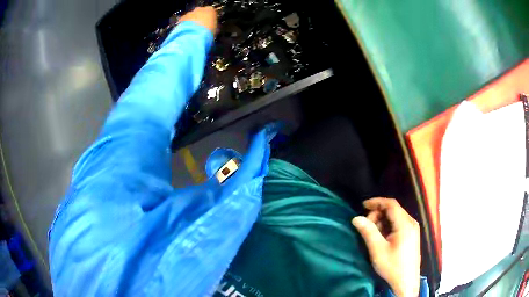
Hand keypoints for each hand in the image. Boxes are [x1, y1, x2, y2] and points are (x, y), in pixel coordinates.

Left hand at [179, 6, 217, 34]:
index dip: (211, 19)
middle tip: (201, 28)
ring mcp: (190, 13)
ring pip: (192, 16)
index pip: (212, 13)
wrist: (194, 36)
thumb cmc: (207, 32)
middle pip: (201, 13)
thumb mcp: (215, 30)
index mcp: (211, 10)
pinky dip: (185, 25)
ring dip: (192, 22)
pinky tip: (187, 32)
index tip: (210, 25)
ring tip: (193, 32)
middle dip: (200, 19)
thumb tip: (214, 29)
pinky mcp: (182, 18)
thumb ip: (214, 26)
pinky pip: (184, 21)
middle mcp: (200, 9)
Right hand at [352, 198, 420, 296]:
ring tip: (373, 234)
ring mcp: (413, 229)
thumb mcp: (378, 250)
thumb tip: (356, 218)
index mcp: (405, 224)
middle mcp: (411, 222)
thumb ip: (368, 232)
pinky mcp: (412, 235)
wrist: (406, 281)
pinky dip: (388, 227)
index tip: (363, 205)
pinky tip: (382, 238)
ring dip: (382, 221)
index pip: (391, 204)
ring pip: (396, 217)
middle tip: (366, 226)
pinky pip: (399, 224)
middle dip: (378, 214)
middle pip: (393, 210)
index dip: (376, 202)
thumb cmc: (392, 266)